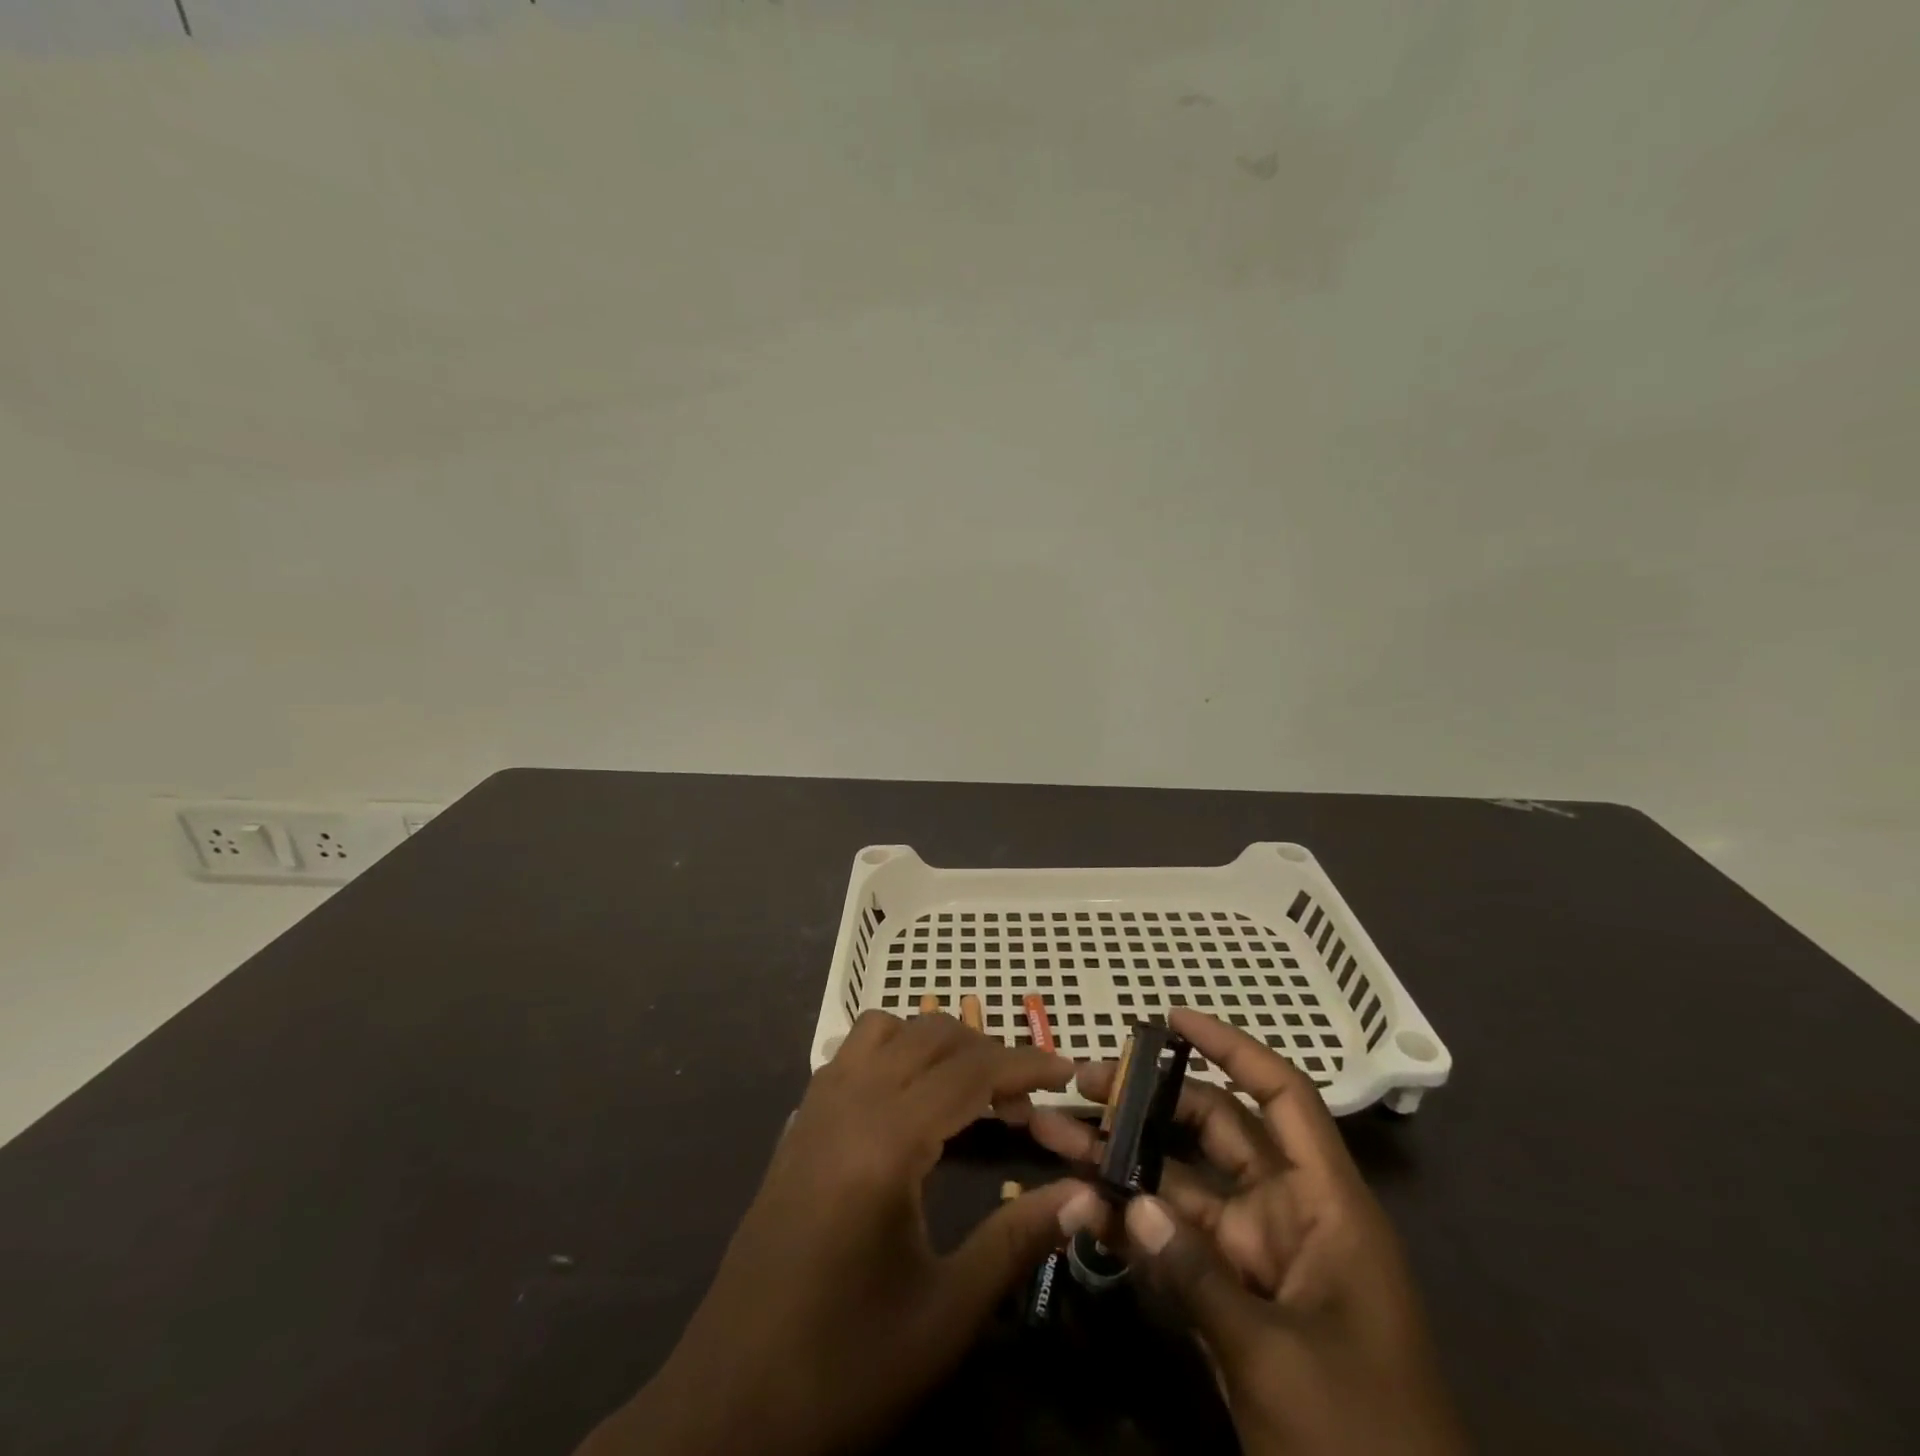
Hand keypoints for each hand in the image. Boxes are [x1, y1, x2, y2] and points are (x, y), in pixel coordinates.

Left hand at [579, 1010, 1102, 1455]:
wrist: (729, 1405)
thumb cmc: (844, 1364)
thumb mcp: (944, 1315)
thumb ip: (1017, 1241)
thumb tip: (1084, 1196)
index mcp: (886, 1141)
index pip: (970, 1071)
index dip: (1026, 1063)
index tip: (1069, 1070)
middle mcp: (849, 1103)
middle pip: (931, 1036)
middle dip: (987, 1051)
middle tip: (1028, 1099)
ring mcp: (815, 1108)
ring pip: (885, 1030)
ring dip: (935, 1043)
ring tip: (971, 1091)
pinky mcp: (798, 1125)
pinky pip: (852, 1053)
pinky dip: (894, 1052)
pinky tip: (912, 1104)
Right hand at [1030, 1009, 1467, 1455]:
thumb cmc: (1364, 1440)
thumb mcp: (1281, 1361)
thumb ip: (1198, 1276)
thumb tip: (1130, 1203)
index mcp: (1324, 1205)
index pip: (1281, 1097)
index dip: (1232, 1048)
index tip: (1172, 1020)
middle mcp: (1287, 1214)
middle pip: (1213, 1130)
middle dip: (1147, 1101)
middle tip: (1082, 1082)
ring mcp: (1254, 1258)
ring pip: (1179, 1185)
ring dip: (1120, 1159)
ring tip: (1053, 1131)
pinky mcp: (1228, 1301)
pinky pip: (1171, 1245)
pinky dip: (1128, 1226)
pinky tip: (1077, 1205)